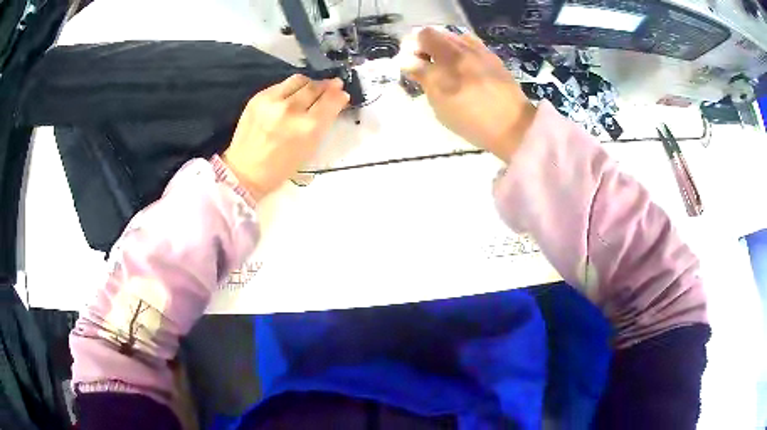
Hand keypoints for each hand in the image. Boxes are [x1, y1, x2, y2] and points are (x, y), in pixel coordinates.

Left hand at [222, 75, 349, 199]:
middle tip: (330, 87)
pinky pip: (282, 85)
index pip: (331, 100)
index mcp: (308, 127)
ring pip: (299, 80)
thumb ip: (324, 121)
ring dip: (309, 84)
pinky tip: (290, 98)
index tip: (341, 93)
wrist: (245, 170)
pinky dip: (291, 89)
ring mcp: (273, 101)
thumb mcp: (310, 148)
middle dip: (326, 86)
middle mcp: (291, 109)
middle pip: (316, 87)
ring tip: (310, 91)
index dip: (339, 95)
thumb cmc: (281, 166)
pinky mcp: (258, 97)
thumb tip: (337, 98)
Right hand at [399, 27, 536, 161]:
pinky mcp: (496, 61)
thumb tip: (409, 61)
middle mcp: (466, 47)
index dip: (414, 47)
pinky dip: (463, 53)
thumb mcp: (440, 103)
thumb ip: (423, 77)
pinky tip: (466, 70)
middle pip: (440, 35)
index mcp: (450, 55)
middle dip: (429, 48)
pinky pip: (473, 47)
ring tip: (447, 69)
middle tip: (428, 68)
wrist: (514, 127)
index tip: (413, 64)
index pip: (424, 36)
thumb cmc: (472, 120)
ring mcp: (483, 52)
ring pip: (457, 39)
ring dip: (446, 49)